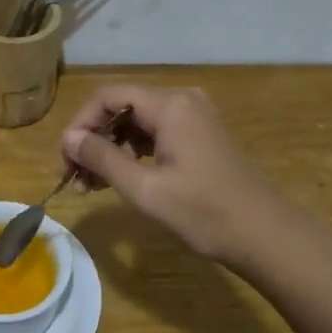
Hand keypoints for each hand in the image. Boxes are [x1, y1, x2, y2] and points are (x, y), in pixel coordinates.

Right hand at [59, 84, 279, 261]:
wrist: (265, 235)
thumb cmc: (204, 213)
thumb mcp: (145, 189)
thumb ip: (103, 159)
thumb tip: (70, 139)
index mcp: (170, 105)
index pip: (108, 97)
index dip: (80, 124)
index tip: (66, 160)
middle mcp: (182, 101)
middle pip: (122, 107)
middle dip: (93, 139)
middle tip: (75, 177)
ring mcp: (194, 117)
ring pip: (137, 122)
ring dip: (111, 149)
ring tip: (92, 185)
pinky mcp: (200, 135)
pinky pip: (155, 133)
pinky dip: (133, 153)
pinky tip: (120, 179)